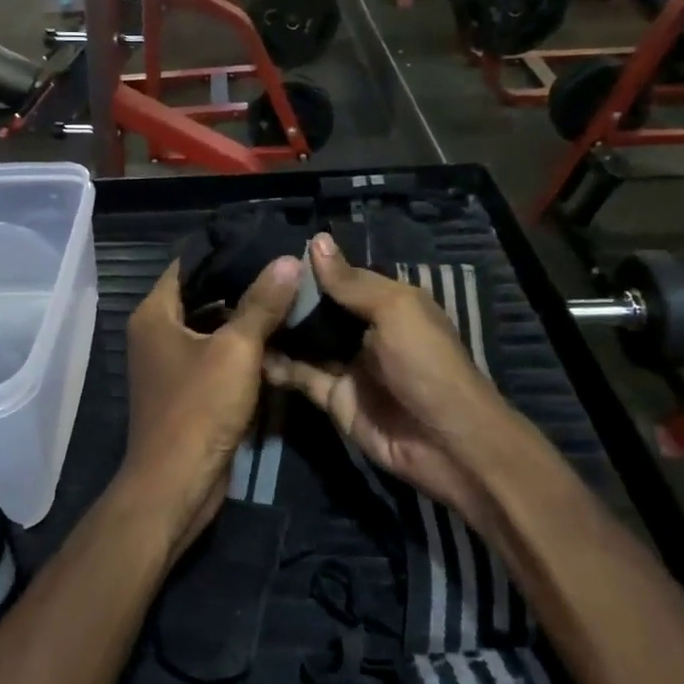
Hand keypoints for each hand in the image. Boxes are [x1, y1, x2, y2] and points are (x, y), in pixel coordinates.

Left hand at [121, 257, 301, 558]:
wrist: (176, 484)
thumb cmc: (198, 409)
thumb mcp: (236, 351)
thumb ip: (261, 304)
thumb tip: (288, 260)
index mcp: (155, 314)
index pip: (188, 265)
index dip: (225, 252)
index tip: (266, 242)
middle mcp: (156, 333)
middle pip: (202, 295)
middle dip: (242, 285)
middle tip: (287, 270)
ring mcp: (170, 363)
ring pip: (212, 328)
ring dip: (245, 318)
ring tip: (290, 298)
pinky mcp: (187, 389)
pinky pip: (215, 356)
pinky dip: (241, 348)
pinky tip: (278, 339)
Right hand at [263, 234, 505, 510]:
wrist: (444, 442)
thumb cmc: (425, 364)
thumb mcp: (395, 311)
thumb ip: (351, 282)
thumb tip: (316, 240)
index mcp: (388, 303)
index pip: (343, 278)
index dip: (312, 267)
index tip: (271, 255)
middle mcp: (365, 330)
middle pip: (320, 309)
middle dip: (289, 298)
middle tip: (247, 283)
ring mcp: (348, 365)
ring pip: (306, 341)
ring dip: (279, 329)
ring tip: (239, 311)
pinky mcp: (333, 398)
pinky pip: (300, 376)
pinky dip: (277, 366)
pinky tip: (248, 351)